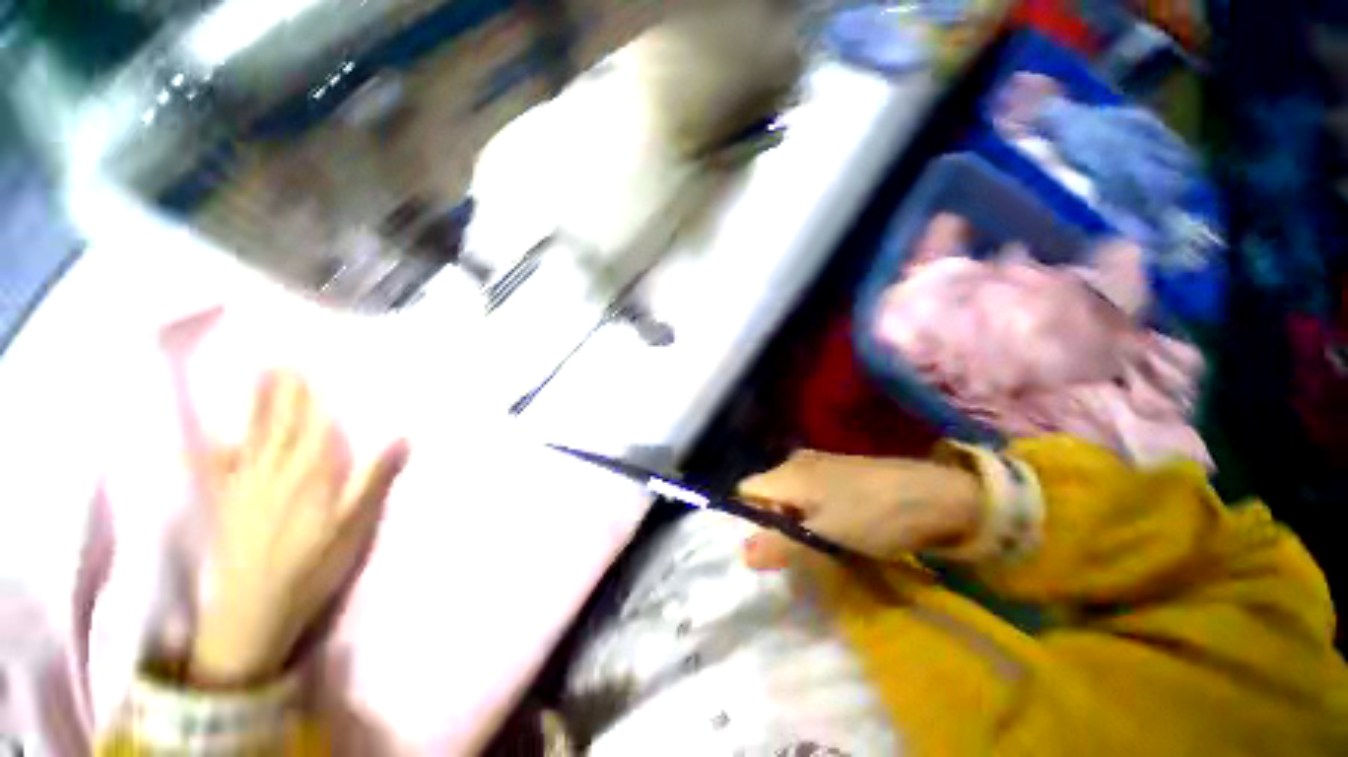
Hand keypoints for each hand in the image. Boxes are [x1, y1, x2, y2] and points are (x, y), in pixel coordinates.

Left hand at [191, 371, 408, 685]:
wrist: (255, 609)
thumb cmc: (314, 565)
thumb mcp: (355, 525)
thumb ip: (373, 479)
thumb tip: (401, 438)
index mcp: (311, 475)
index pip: (317, 427)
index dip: (316, 399)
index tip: (316, 370)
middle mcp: (276, 472)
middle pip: (284, 425)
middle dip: (286, 393)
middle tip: (285, 362)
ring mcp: (246, 487)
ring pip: (254, 437)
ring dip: (258, 406)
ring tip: (259, 380)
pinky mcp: (227, 505)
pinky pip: (218, 468)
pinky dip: (215, 449)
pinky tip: (215, 436)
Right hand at [736, 450, 981, 570]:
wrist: (938, 497)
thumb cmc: (874, 516)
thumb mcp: (824, 536)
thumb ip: (780, 545)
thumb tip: (740, 555)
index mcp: (788, 473)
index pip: (745, 492)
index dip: (747, 519)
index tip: (763, 548)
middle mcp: (797, 462)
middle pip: (767, 494)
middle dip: (773, 523)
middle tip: (792, 553)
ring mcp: (819, 465)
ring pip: (789, 495)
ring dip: (794, 520)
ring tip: (814, 545)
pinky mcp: (839, 472)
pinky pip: (809, 493)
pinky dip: (811, 513)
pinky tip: (832, 529)